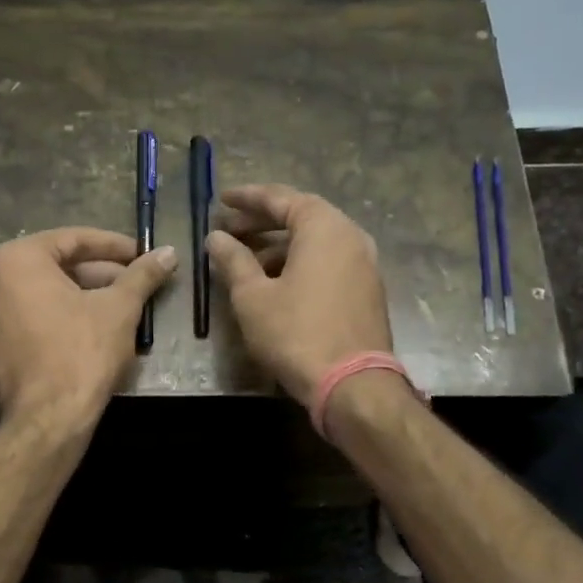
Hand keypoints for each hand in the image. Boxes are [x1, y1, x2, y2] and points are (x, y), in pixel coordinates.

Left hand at [0, 227, 175, 433]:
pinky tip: (91, 332)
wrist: (47, 420)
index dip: (114, 246)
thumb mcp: (120, 308)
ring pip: (43, 295)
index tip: (142, 254)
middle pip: (55, 267)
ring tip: (120, 308)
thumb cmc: (82, 352)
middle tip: (134, 283)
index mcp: (16, 260)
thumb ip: (142, 275)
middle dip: (99, 274)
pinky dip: (59, 319)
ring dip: (82, 297)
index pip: (73, 239)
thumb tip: (169, 253)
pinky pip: (29, 320)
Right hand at [206, 184, 393, 407]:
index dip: (247, 197)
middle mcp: (350, 236)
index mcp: (324, 227)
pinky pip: (327, 262)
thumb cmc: (296, 333)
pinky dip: (299, 262)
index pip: (281, 198)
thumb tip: (216, 237)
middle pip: (301, 216)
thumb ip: (234, 260)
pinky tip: (274, 282)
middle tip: (228, 229)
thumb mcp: (253, 296)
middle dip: (261, 222)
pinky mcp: (366, 290)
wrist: (353, 385)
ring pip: (315, 242)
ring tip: (245, 259)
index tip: (221, 199)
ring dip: (279, 245)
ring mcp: (363, 264)